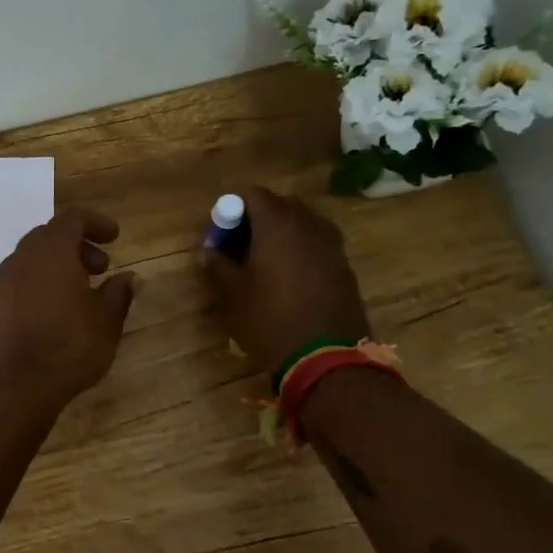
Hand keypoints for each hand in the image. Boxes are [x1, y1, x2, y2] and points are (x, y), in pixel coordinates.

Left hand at [0, 207, 135, 406]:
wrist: (13, 385)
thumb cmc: (67, 346)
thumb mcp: (105, 321)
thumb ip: (118, 294)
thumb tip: (129, 278)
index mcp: (51, 250)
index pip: (73, 218)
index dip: (96, 223)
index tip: (115, 237)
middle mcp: (23, 257)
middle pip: (51, 235)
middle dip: (79, 245)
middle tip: (101, 268)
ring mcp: (3, 280)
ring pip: (34, 257)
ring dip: (59, 264)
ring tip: (83, 291)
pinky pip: (22, 279)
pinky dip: (42, 281)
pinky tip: (58, 310)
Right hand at [202, 186, 369, 370]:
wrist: (328, 358)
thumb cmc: (271, 319)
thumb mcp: (233, 294)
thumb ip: (217, 264)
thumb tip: (209, 249)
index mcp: (277, 223)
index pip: (251, 194)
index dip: (232, 209)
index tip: (222, 235)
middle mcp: (307, 224)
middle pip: (278, 204)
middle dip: (256, 219)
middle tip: (239, 247)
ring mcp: (331, 243)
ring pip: (300, 223)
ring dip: (280, 233)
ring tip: (264, 262)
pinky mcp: (343, 264)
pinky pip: (316, 242)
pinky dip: (299, 249)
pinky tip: (288, 278)